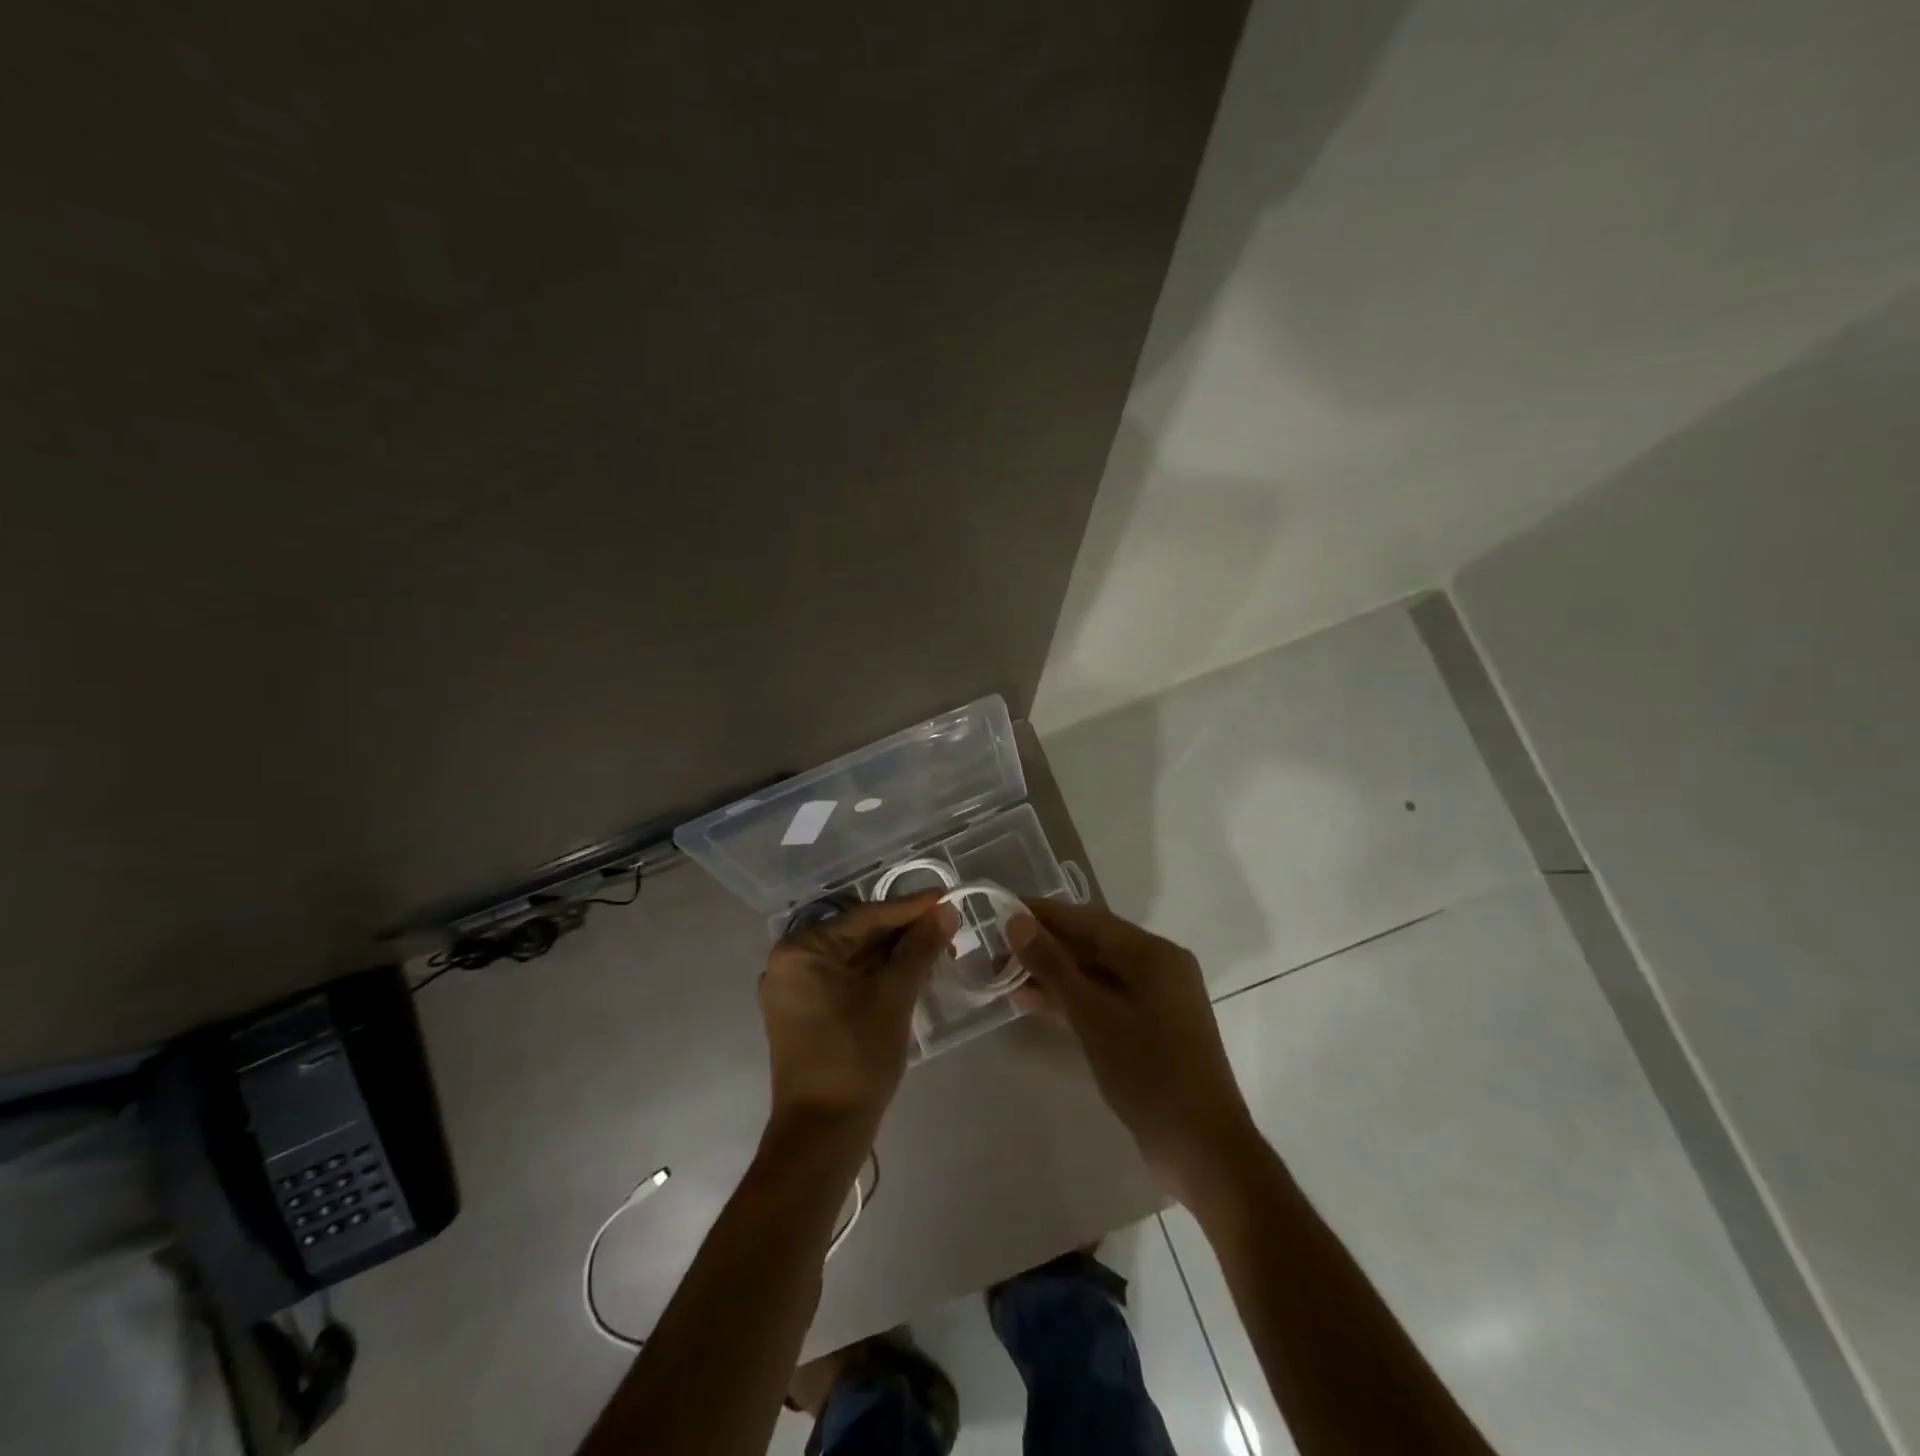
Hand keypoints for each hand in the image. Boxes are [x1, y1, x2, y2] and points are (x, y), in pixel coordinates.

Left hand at [760, 894, 957, 1131]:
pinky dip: (877, 975)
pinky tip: (910, 974)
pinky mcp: (803, 1012)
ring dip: (894, 955)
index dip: (910, 908)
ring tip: (937, 951)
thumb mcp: (894, 997)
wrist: (822, 1135)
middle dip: (904, 933)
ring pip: (853, 958)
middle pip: (857, 934)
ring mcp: (793, 989)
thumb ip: (919, 949)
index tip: (946, 897)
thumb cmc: (856, 1058)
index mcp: (802, 950)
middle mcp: (790, 962)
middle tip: (947, 927)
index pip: (864, 916)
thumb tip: (945, 911)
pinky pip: (844, 979)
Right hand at [1010, 901, 1257, 1205]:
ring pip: (1095, 975)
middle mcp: (1158, 968)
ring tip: (1004, 973)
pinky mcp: (1148, 1029)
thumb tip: (1016, 922)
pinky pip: (1103, 1001)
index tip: (1003, 907)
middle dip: (1045, 946)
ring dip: (1054, 975)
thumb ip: (1053, 966)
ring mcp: (1155, 1000)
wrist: (1202, 1149)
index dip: (1044, 913)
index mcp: (1154, 954)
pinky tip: (1032, 1002)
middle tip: (997, 946)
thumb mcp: (1093, 1016)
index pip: (1089, 920)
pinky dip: (1071, 1000)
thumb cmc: (1149, 1073)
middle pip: (1093, 945)